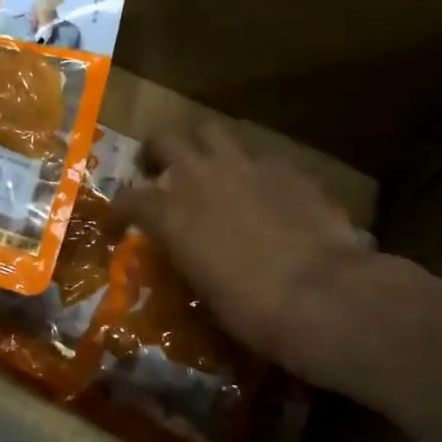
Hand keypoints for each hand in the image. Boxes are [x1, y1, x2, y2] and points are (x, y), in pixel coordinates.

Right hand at [113, 124, 386, 385]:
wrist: (322, 295)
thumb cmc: (253, 309)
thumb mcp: (204, 290)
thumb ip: (189, 257)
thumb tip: (190, 253)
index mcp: (172, 214)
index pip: (129, 199)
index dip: (119, 210)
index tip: (119, 224)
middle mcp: (202, 177)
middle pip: (167, 140)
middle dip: (156, 152)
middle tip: (158, 169)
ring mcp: (247, 166)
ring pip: (213, 132)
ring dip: (203, 146)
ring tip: (209, 167)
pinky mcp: (288, 168)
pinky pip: (260, 157)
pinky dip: (252, 169)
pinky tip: (263, 190)